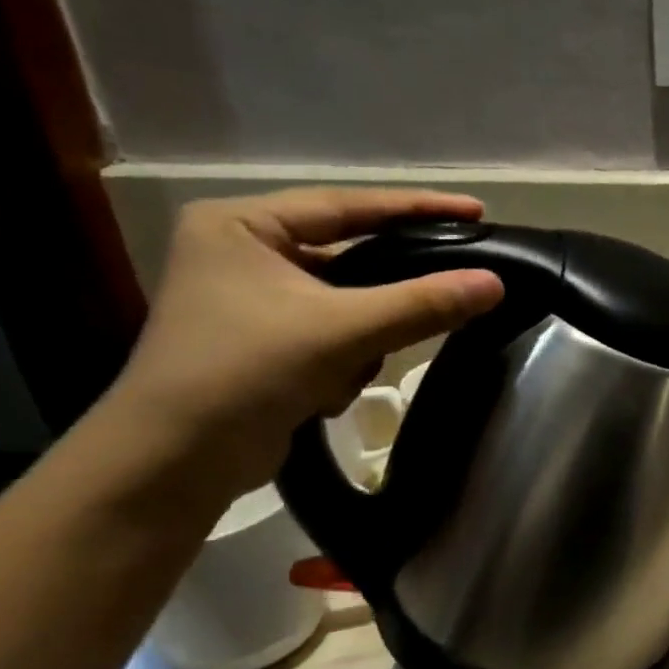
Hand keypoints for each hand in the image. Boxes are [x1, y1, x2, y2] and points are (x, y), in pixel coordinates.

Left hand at [108, 187, 504, 493]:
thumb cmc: (244, 373)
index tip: (476, 210)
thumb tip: (496, 282)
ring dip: (362, 341)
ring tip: (347, 371)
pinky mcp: (264, 344)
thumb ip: (423, 303)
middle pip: (349, 258)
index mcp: (242, 225)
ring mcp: (251, 301)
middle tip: (453, 286)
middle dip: (387, 294)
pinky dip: (342, 363)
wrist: (173, 463)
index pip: (347, 205)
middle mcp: (243, 252)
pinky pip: (333, 335)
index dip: (417, 208)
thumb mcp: (342, 330)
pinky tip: (326, 393)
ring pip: (347, 304)